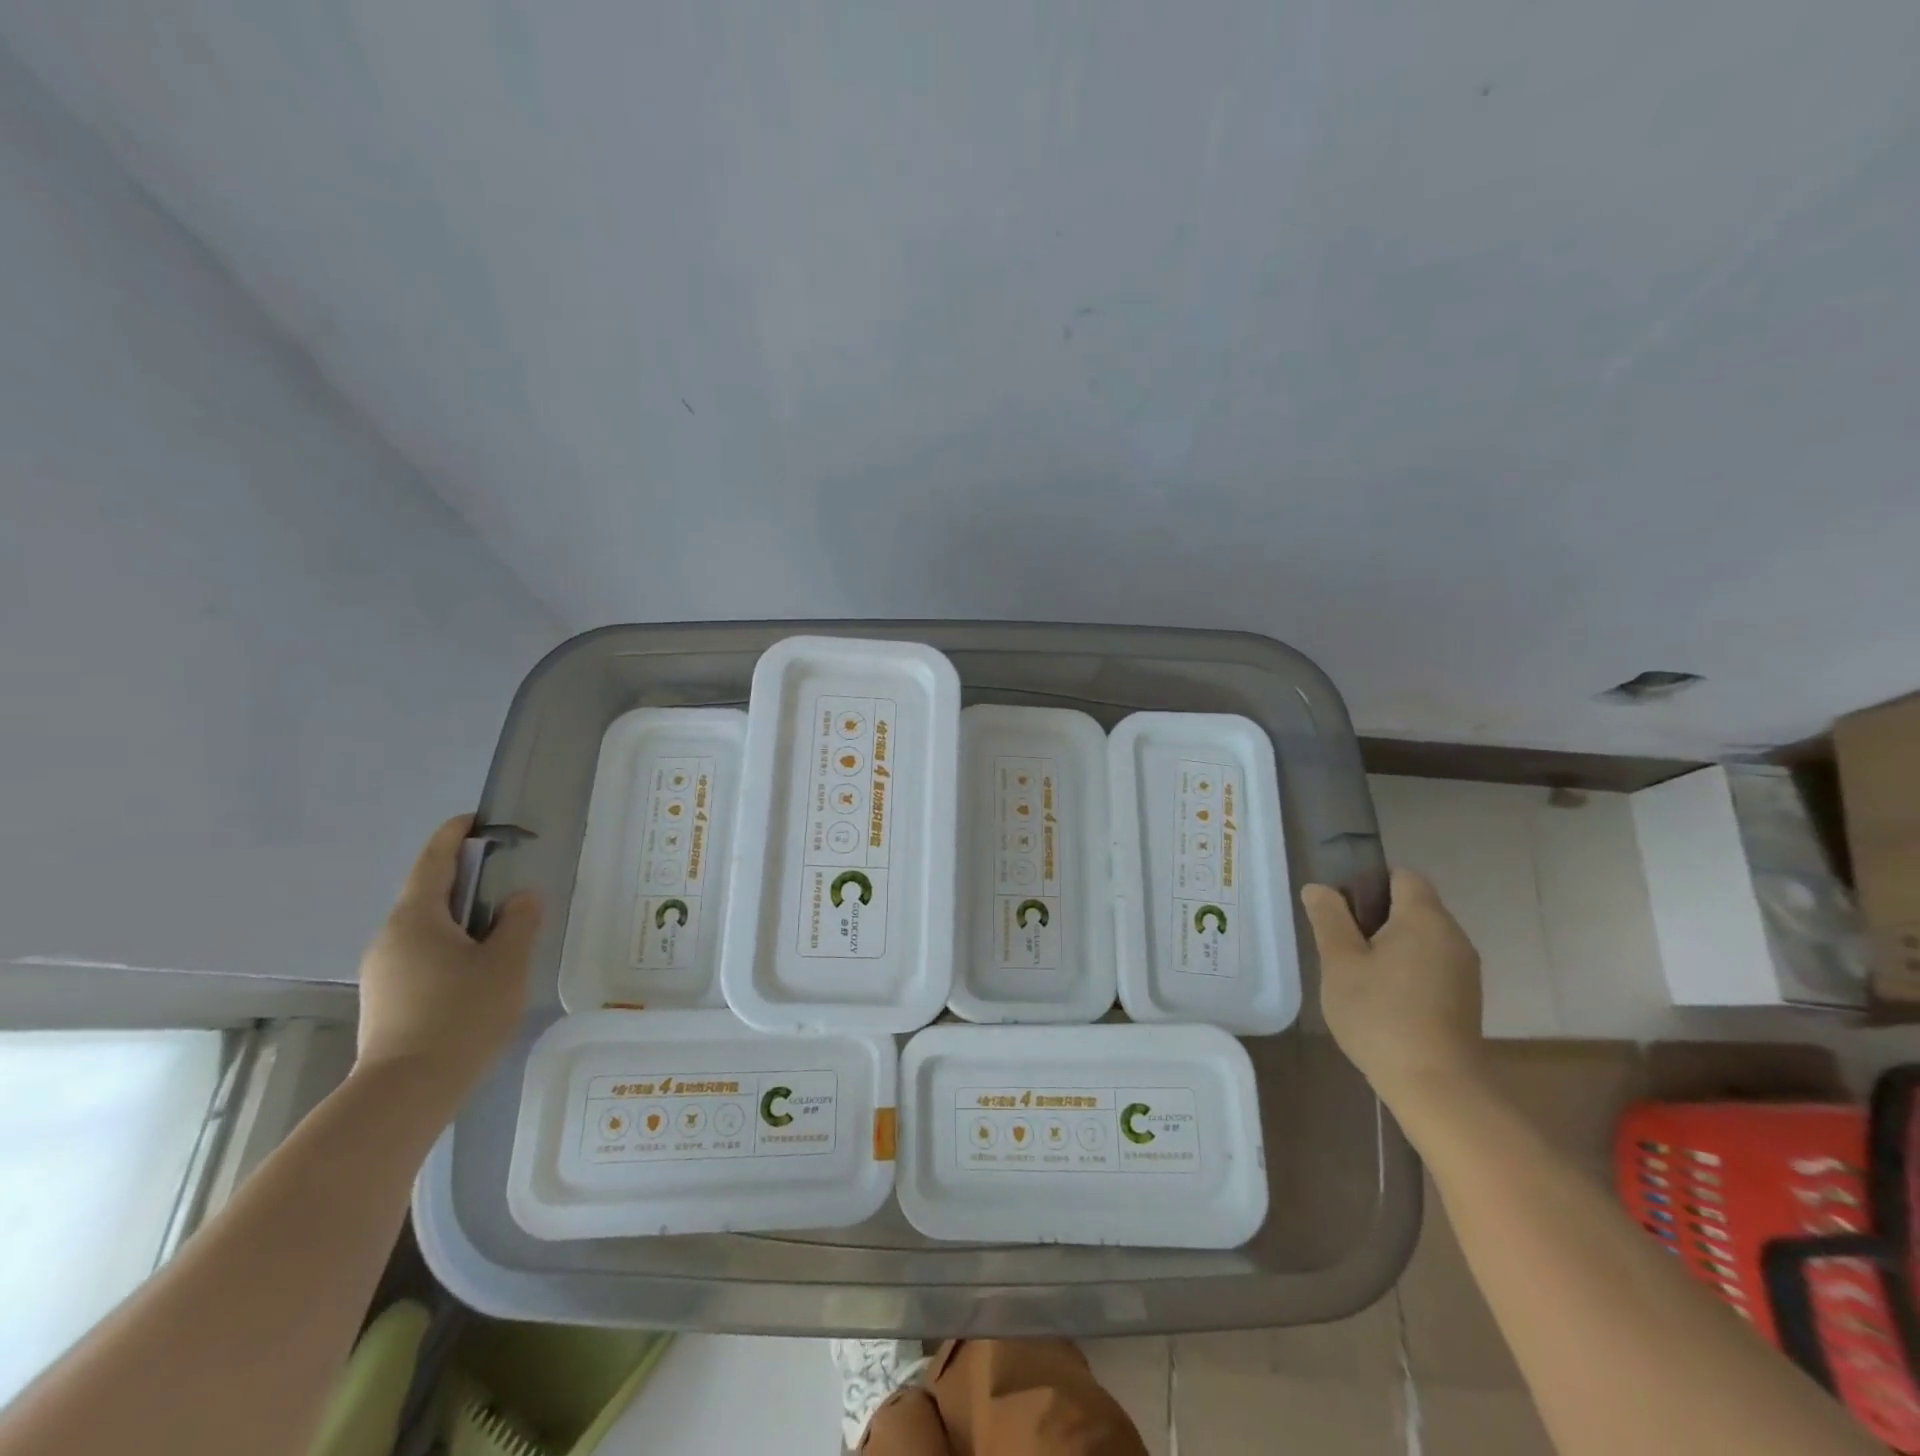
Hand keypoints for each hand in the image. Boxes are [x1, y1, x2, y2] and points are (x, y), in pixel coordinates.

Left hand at [354, 815, 540, 1101]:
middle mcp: (390, 936)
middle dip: (465, 879)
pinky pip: (421, 954)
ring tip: (500, 928)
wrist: (406, 1091)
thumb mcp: (506, 963)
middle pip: (429, 894)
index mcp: (416, 918)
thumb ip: (518, 922)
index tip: (476, 819)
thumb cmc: (460, 1015)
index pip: (433, 861)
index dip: (453, 835)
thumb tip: (520, 898)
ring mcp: (382, 969)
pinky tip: (477, 968)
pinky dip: (450, 946)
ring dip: (460, 917)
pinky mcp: (386, 997)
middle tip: (506, 879)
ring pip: (426, 927)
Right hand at [1300, 869, 1485, 1107]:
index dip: (1368, 883)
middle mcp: (1452, 936)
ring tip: (1356, 975)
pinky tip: (1382, 999)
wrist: (1436, 1086)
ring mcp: (1463, 969)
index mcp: (1425, 918)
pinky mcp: (1464, 998)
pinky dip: (1405, 969)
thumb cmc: (1381, 1014)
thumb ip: (1328, 918)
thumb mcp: (1340, 962)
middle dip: (1374, 917)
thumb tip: (1319, 889)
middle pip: (1411, 906)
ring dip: (1388, 945)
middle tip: (1339, 946)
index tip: (1341, 911)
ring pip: (1419, 937)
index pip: (1401, 876)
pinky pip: (1429, 964)